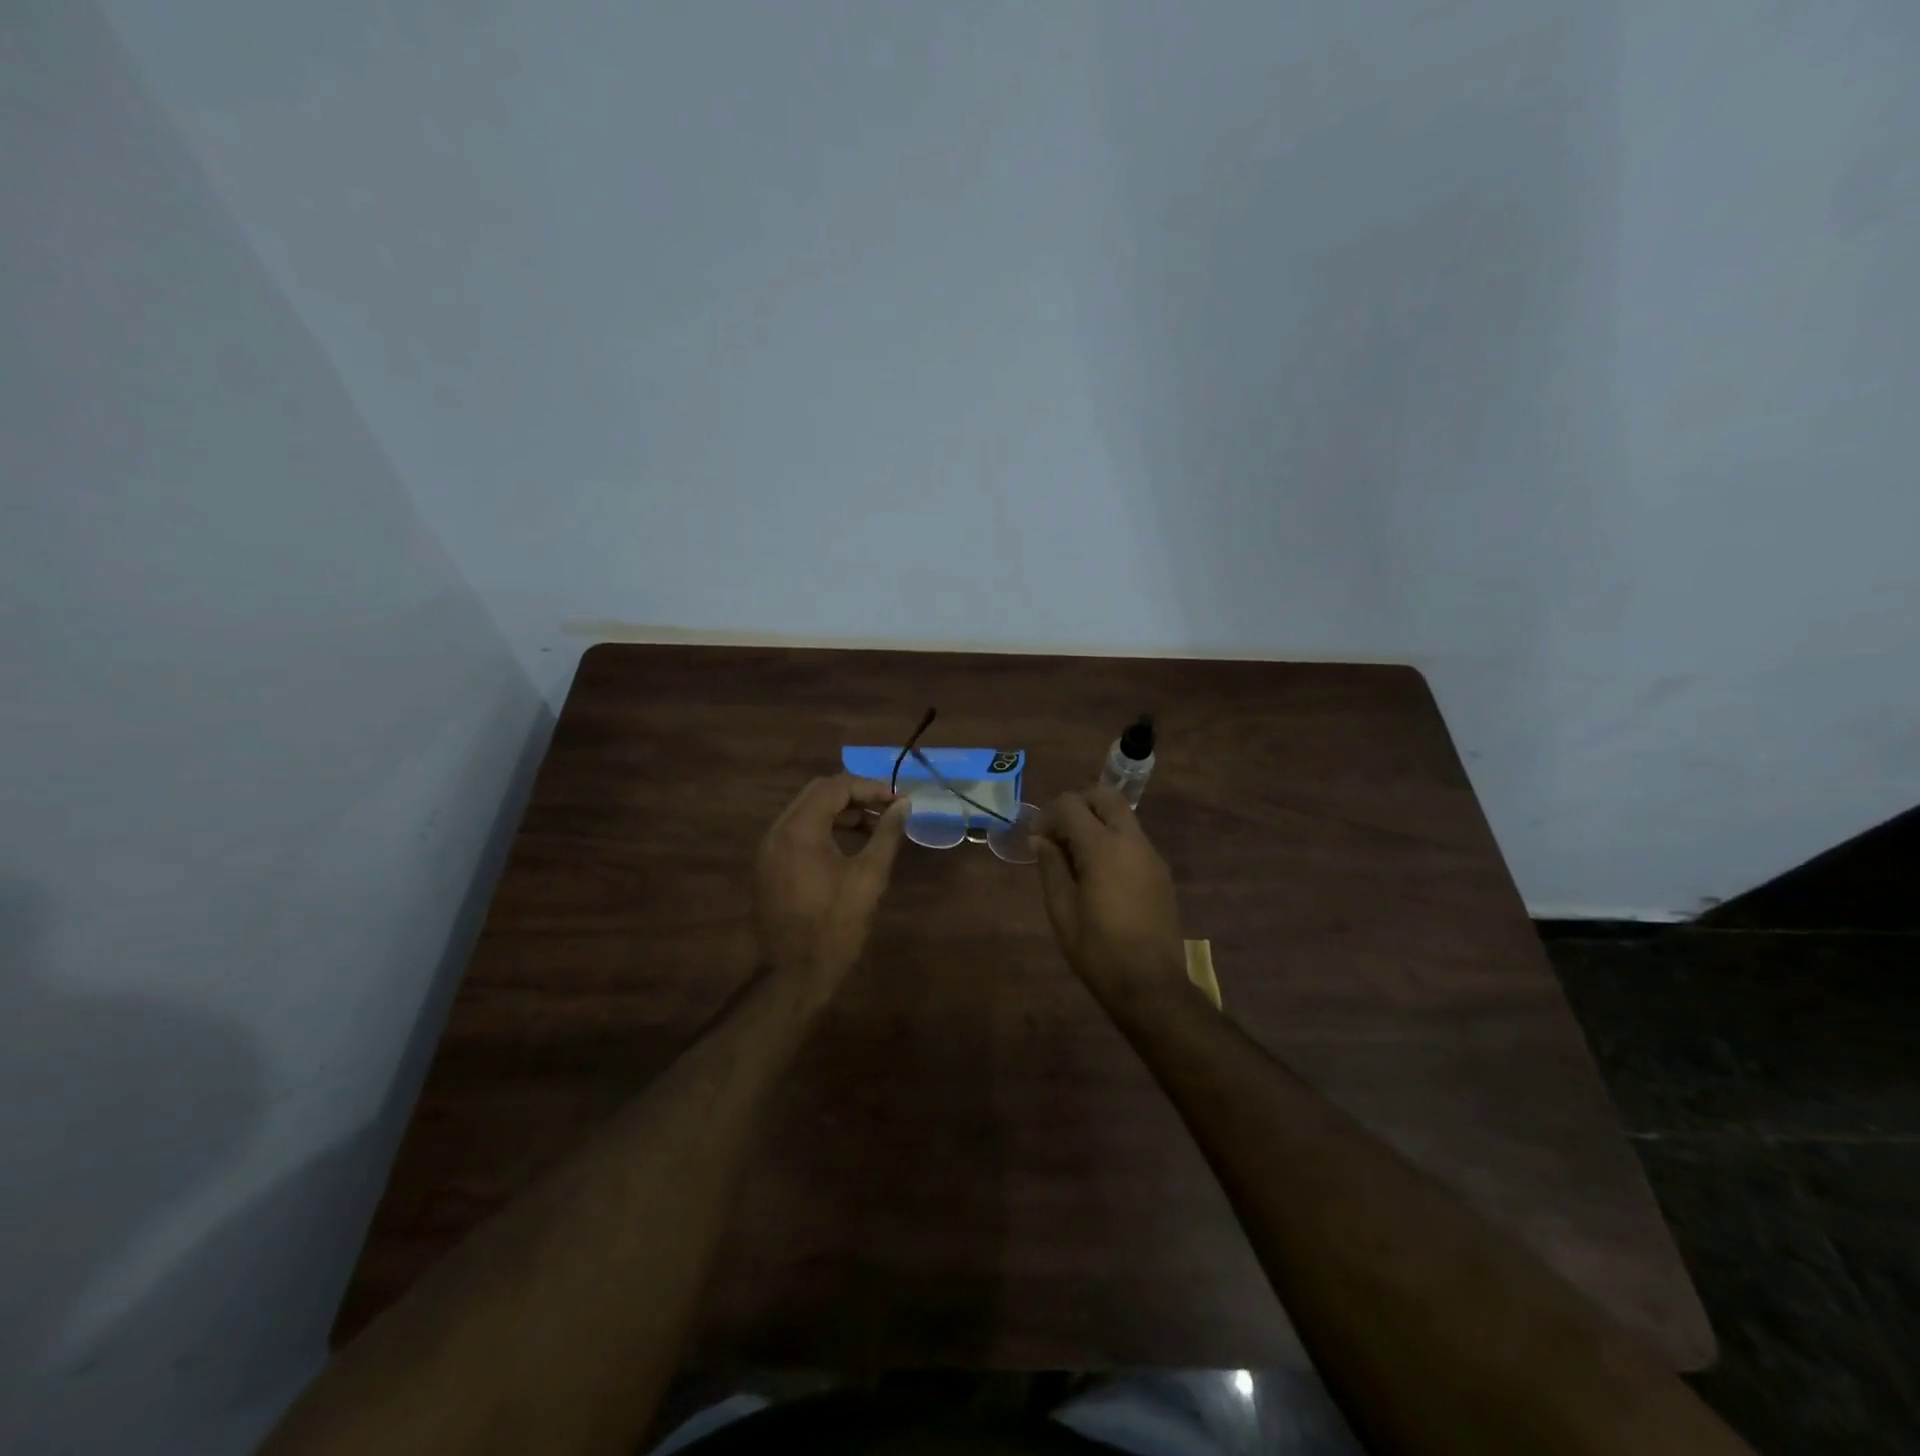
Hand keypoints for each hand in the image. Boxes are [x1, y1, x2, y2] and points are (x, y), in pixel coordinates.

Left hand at [755, 775, 909, 983]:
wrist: (792, 973)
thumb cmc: (835, 925)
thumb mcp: (868, 877)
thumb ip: (887, 834)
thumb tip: (904, 804)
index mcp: (800, 829)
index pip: (836, 786)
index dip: (870, 787)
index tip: (898, 801)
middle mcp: (778, 830)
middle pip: (818, 792)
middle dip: (855, 795)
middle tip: (888, 809)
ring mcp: (769, 847)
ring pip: (807, 810)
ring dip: (840, 811)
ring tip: (875, 826)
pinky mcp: (769, 864)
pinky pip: (798, 831)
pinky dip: (824, 828)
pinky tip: (850, 844)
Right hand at [1035, 787, 1187, 999]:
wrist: (1150, 985)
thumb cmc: (1097, 949)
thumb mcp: (1061, 909)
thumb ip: (1050, 866)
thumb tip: (1040, 839)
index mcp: (1103, 847)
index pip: (1071, 805)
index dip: (1048, 815)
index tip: (1036, 838)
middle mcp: (1131, 841)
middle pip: (1105, 796)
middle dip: (1078, 804)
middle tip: (1059, 833)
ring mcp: (1151, 855)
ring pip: (1123, 816)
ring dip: (1097, 821)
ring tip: (1076, 856)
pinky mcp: (1160, 872)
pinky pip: (1134, 839)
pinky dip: (1113, 840)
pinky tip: (1099, 873)